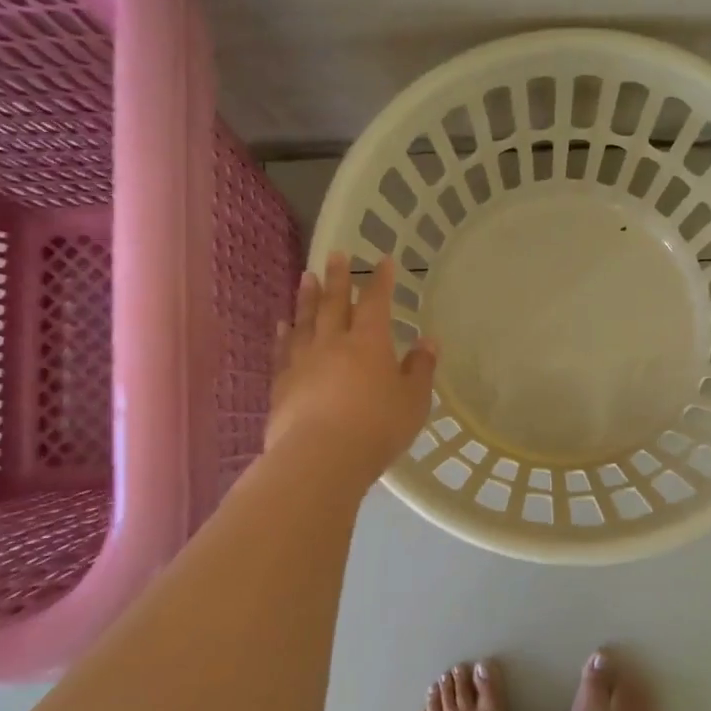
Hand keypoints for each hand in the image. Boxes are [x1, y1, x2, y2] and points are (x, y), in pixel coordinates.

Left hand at [265, 253, 437, 486]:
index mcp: (370, 342)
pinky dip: (284, 334)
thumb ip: (420, 369)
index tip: (383, 259)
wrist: (321, 457)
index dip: (380, 280)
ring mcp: (303, 361)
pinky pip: (282, 350)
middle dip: (337, 276)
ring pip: (305, 320)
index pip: (376, 302)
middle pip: (334, 302)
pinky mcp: (282, 383)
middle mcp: (334, 342)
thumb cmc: (377, 427)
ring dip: (306, 297)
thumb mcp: (413, 400)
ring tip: (306, 276)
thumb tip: (428, 341)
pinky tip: (282, 325)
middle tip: (335, 253)